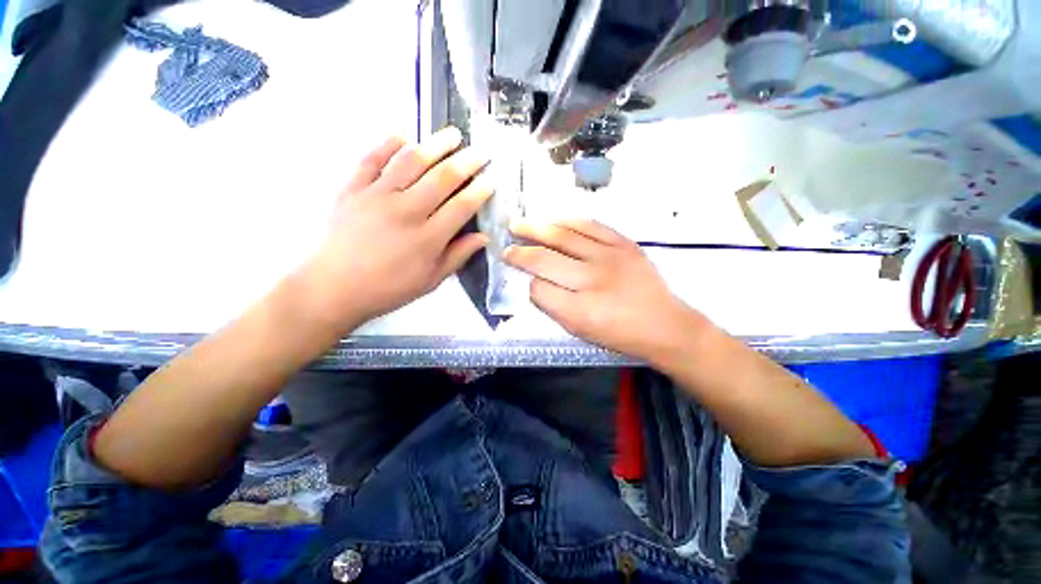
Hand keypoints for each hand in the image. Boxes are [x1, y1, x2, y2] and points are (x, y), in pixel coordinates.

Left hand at [299, 127, 491, 330]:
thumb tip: (483, 237)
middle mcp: (406, 211)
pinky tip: (404, 134)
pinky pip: (372, 158)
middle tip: (480, 152)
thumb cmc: (388, 288)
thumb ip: (458, 255)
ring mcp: (377, 196)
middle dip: (466, 162)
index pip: (461, 207)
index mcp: (427, 238)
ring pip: (411, 161)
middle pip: (442, 178)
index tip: (491, 181)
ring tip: (452, 134)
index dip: (480, 191)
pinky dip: (388, 143)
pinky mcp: (352, 188)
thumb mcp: (430, 280)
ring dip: (435, 144)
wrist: (332, 287)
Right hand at [505, 219, 706, 360]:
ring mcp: (610, 258)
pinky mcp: (624, 244)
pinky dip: (566, 221)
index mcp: (581, 311)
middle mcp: (593, 281)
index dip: (527, 281)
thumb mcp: (581, 332)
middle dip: (520, 252)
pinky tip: (551, 220)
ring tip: (518, 224)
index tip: (523, 276)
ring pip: (563, 236)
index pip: (539, 289)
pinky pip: (589, 226)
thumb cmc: (619, 335)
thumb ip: (554, 307)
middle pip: (545, 259)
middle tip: (506, 246)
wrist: (665, 324)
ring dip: (536, 228)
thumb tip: (533, 282)